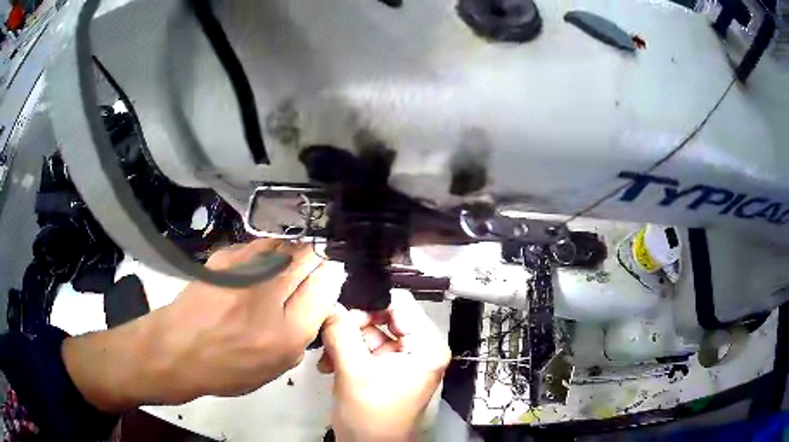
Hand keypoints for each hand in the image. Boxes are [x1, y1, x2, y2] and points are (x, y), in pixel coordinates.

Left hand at [62, 239, 344, 411]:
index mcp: (288, 333)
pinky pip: (259, 246)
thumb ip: (303, 332)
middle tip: (311, 267)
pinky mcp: (224, 257)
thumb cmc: (226, 368)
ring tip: (282, 267)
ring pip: (285, 244)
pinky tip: (256, 268)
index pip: (327, 285)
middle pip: (309, 255)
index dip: (332, 275)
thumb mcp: (275, 366)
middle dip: (317, 257)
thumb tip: (319, 296)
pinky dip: (266, 253)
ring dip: (292, 252)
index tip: (329, 275)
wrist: (177, 350)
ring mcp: (243, 270)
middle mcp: (269, 295)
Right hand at [319, 291, 450, 441]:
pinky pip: (364, 347)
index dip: (369, 300)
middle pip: (382, 315)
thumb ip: (341, 332)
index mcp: (426, 346)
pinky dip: (345, 352)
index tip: (338, 304)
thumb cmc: (371, 416)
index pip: (400, 304)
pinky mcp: (387, 367)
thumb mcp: (353, 372)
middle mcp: (419, 347)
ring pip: (369, 330)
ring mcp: (402, 357)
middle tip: (329, 335)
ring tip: (326, 357)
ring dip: (344, 340)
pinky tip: (329, 365)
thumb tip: (330, 301)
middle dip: (352, 325)